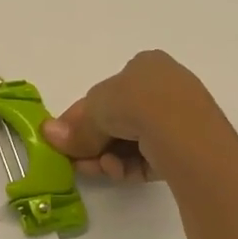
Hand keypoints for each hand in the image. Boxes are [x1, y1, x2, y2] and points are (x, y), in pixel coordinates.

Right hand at [42, 51, 227, 182]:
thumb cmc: (136, 103)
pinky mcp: (189, 148)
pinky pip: (150, 156)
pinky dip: (129, 166)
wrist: (183, 131)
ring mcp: (181, 119)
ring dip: (108, 157)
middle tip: (76, 161)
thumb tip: (48, 134)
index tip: (65, 138)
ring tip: (98, 169)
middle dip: (94, 142)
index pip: (106, 93)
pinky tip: (117, 172)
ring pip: (133, 142)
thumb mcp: (95, 110)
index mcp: (146, 66)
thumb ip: (75, 127)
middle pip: (118, 119)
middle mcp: (165, 87)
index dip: (81, 117)